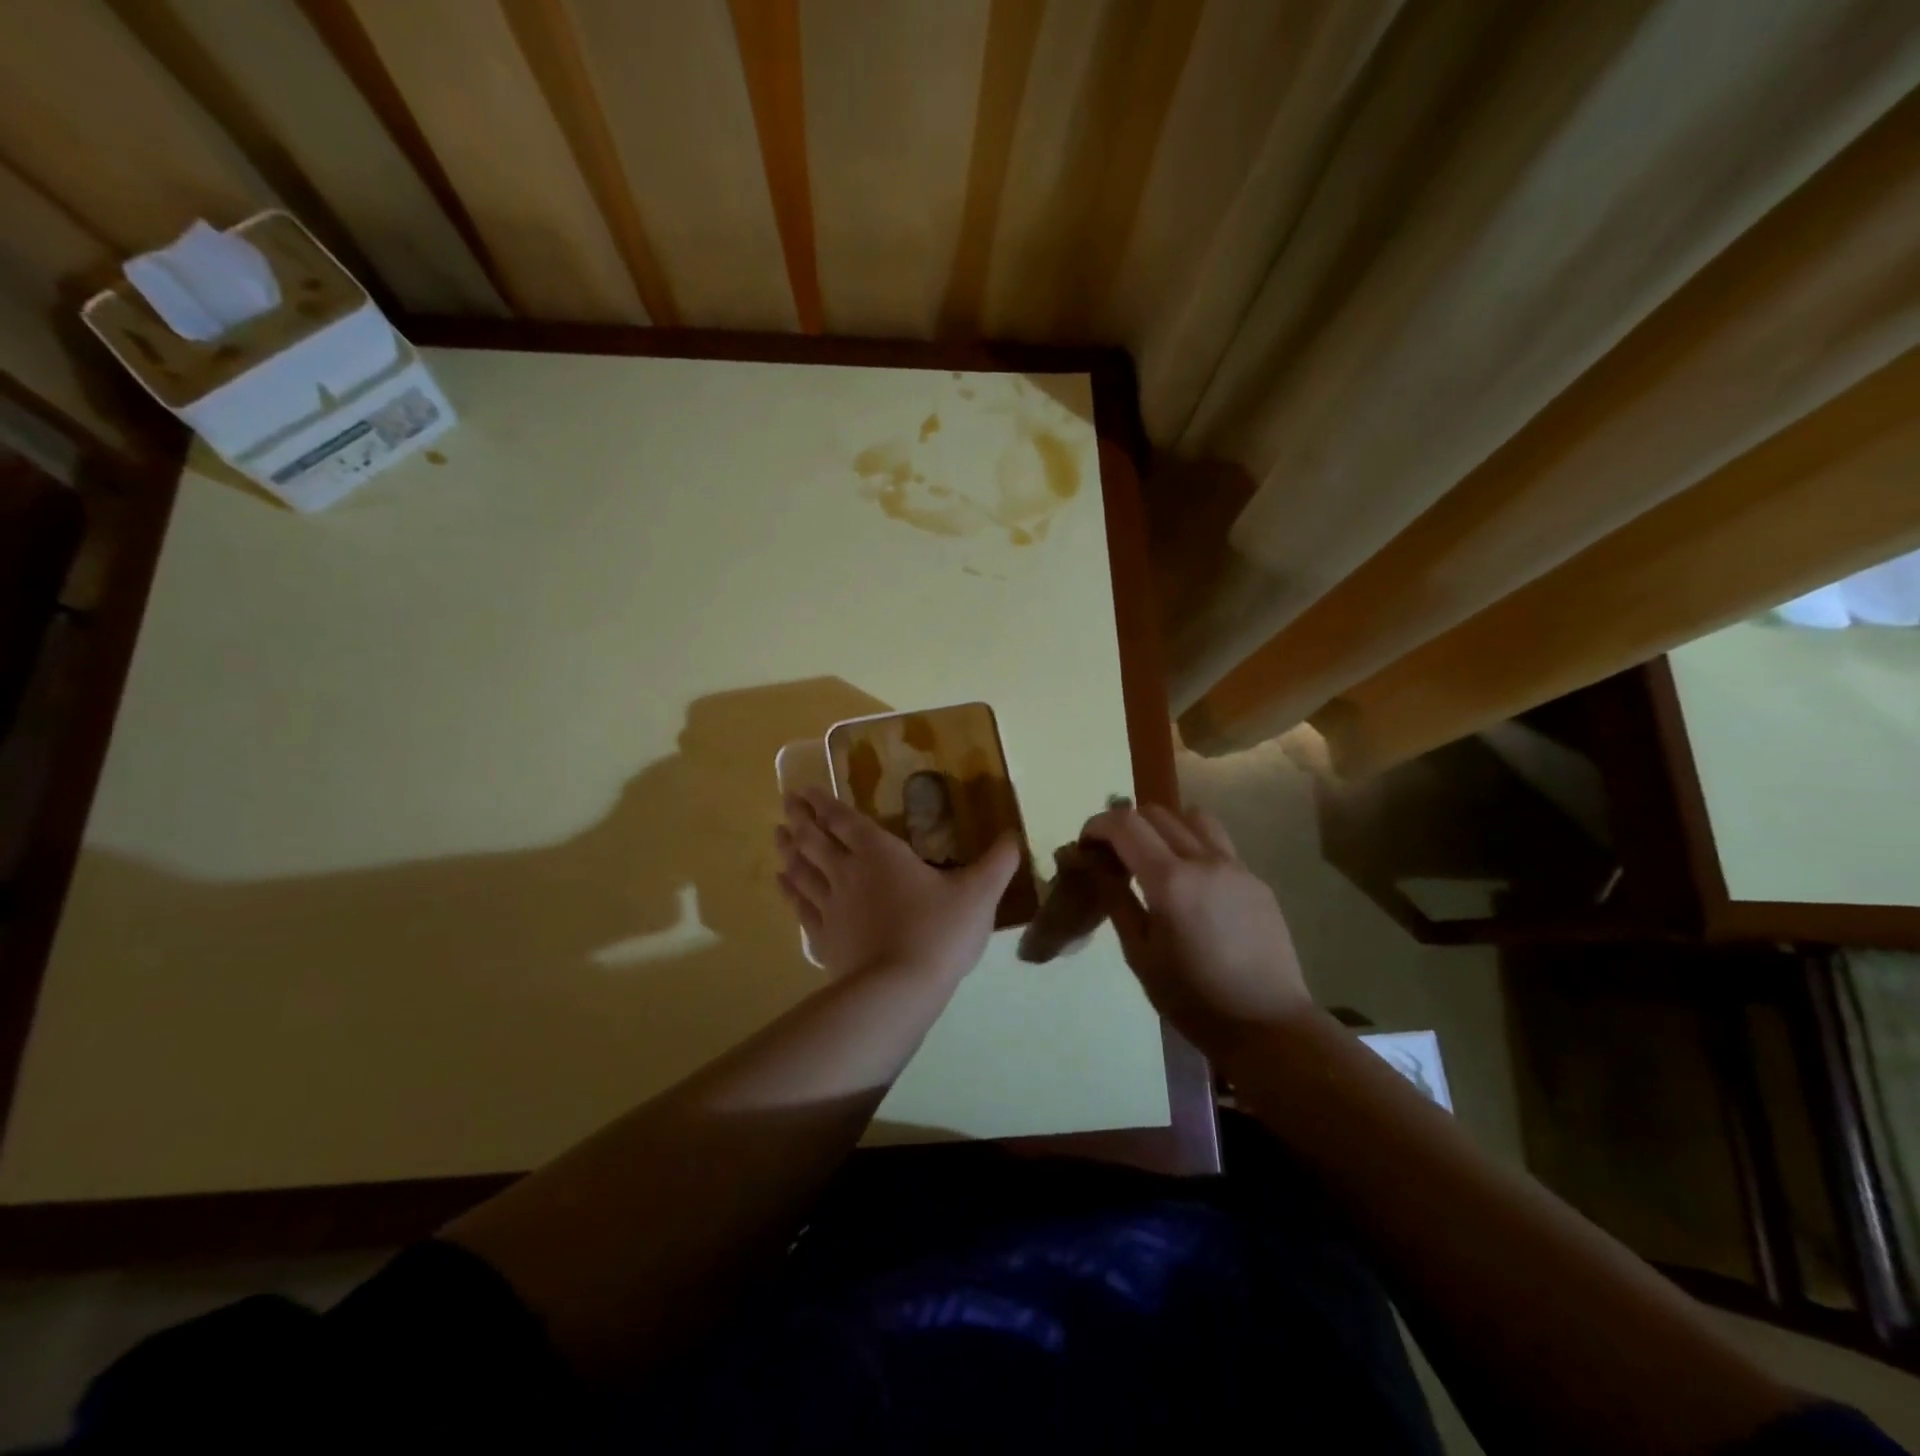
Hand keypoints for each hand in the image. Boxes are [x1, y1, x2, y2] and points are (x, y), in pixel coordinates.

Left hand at [775, 788, 1020, 982]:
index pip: (846, 821)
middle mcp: (848, 873)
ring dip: (788, 850)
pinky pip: (800, 907)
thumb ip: (998, 862)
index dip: (825, 804)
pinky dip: (789, 891)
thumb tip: (1014, 834)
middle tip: (786, 803)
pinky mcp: (824, 939)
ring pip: (802, 870)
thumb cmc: (939, 932)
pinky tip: (782, 883)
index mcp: (881, 854)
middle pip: (816, 840)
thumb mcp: (979, 894)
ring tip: (776, 835)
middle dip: (801, 820)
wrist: (899, 990)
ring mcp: (831, 907)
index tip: (806, 791)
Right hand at [1081, 802, 1310, 1051]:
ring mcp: (1236, 867)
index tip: (1085, 846)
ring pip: (1192, 818)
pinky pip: (1217, 844)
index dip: (1097, 825)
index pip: (1125, 824)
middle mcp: (1204, 861)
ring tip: (1153, 859)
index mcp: (1170, 881)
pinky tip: (1189, 884)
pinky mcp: (1255, 880)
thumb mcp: (1139, 954)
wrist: (1267, 1026)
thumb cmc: (1192, 999)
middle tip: (1113, 856)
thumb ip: (1115, 899)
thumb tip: (1089, 862)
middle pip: (1156, 813)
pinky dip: (1192, 846)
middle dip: (1126, 825)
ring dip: (1163, 827)